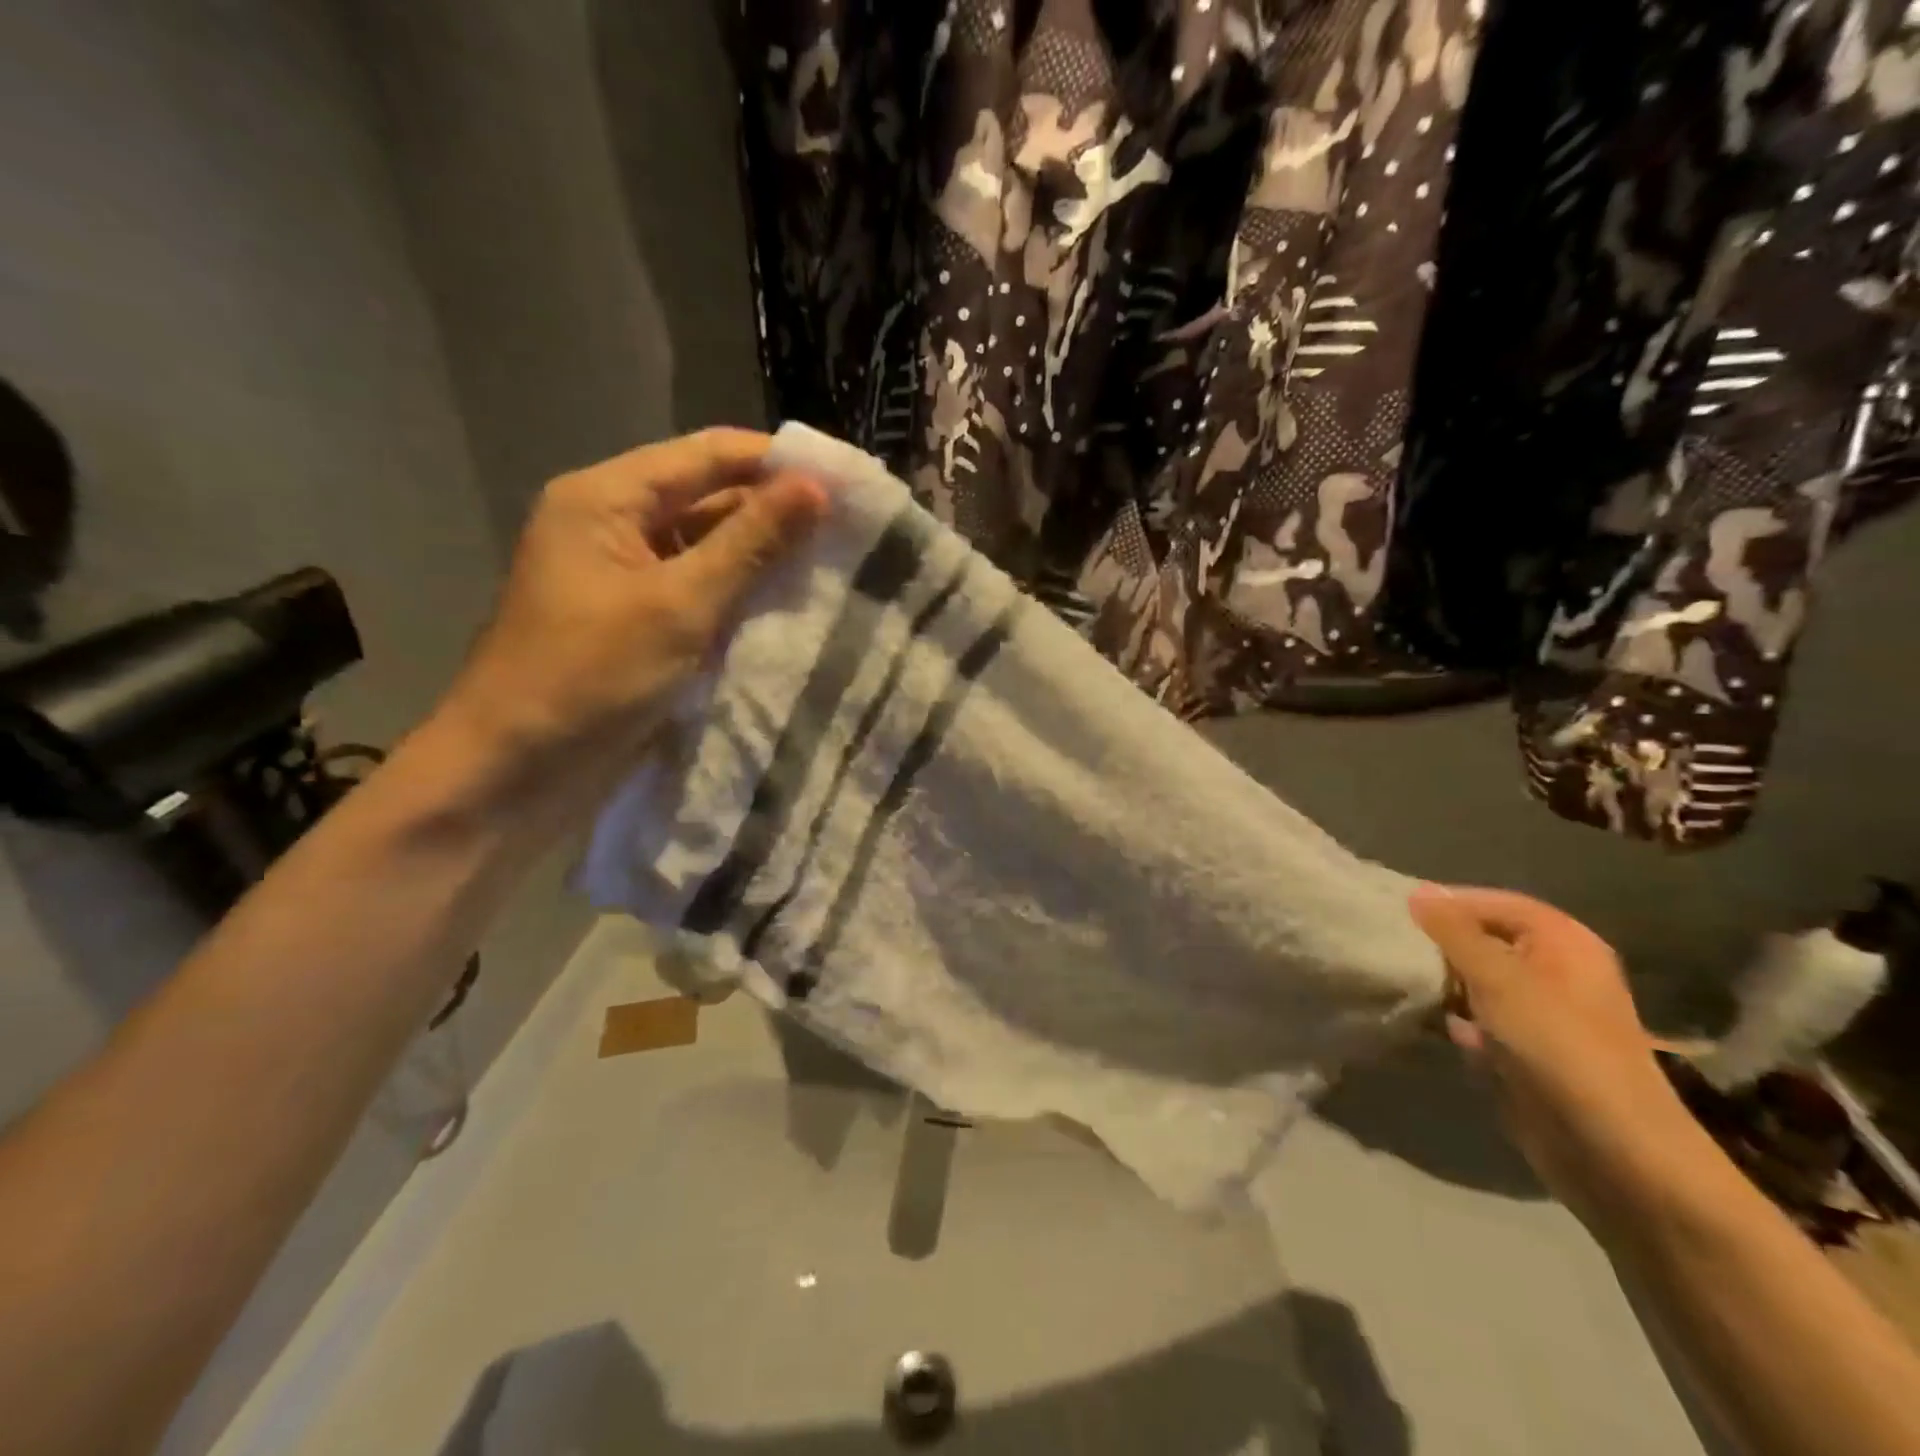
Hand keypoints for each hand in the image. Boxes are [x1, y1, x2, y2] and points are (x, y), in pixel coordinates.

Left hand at [437, 428, 824, 790]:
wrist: (518, 771)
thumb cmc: (589, 676)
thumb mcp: (679, 604)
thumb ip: (750, 543)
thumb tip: (816, 488)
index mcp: (606, 499)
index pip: (707, 456)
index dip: (776, 462)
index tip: (845, 478)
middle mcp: (614, 526)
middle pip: (708, 499)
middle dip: (775, 512)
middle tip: (851, 528)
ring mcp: (626, 577)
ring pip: (708, 549)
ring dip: (763, 558)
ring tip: (836, 564)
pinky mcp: (639, 622)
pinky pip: (700, 592)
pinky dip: (741, 596)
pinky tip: (792, 605)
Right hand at [1409, 886, 1697, 1224]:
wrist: (1610, 1149)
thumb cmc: (1557, 1046)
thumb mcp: (1499, 978)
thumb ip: (1454, 932)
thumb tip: (1418, 891)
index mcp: (1564, 942)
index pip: (1494, 903)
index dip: (1449, 904)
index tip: (1397, 912)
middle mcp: (1555, 970)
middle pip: (1484, 940)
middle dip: (1439, 944)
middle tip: (1390, 944)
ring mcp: (1540, 1013)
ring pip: (1476, 980)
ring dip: (1442, 982)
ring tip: (1399, 979)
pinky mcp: (1524, 1050)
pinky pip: (1478, 1018)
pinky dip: (1452, 1017)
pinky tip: (1426, 1022)